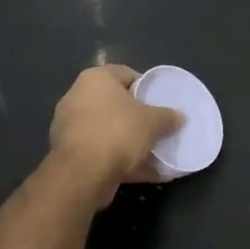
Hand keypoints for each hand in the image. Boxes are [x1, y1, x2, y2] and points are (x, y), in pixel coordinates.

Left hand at [48, 65, 183, 203]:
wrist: (83, 174)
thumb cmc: (119, 132)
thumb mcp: (154, 121)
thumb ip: (168, 116)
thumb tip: (179, 117)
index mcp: (96, 79)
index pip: (127, 74)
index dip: (147, 87)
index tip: (161, 102)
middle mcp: (78, 97)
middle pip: (116, 103)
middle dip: (138, 116)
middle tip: (158, 126)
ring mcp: (70, 126)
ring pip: (109, 130)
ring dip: (130, 142)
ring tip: (154, 153)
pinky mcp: (69, 154)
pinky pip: (102, 151)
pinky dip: (120, 160)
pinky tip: (144, 172)